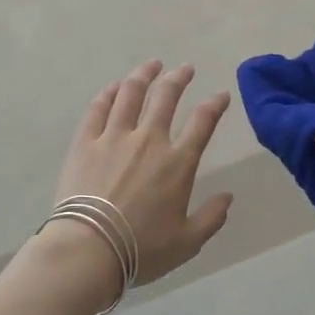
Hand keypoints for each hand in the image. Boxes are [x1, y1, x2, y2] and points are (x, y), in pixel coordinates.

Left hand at [50, 60, 234, 290]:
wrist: (89, 248)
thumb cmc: (141, 249)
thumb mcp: (187, 242)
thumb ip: (211, 218)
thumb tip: (228, 197)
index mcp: (178, 163)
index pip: (203, 122)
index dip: (215, 105)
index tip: (221, 95)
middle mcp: (149, 140)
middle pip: (166, 97)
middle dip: (179, 78)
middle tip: (185, 68)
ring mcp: (115, 137)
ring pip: (131, 93)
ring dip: (144, 75)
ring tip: (152, 65)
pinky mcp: (86, 142)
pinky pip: (99, 108)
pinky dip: (109, 93)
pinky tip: (115, 86)